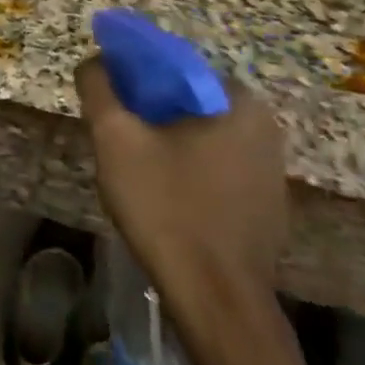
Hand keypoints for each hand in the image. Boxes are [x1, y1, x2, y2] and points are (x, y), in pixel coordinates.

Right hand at [73, 57, 286, 315]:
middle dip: (147, 111)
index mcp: (238, 102)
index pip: (174, 66)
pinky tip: (162, 195)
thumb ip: (100, 89)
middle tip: (114, 136)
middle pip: (187, 100)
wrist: (217, 302)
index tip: (106, 99)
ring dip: (165, 141)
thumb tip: (95, 61)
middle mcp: (264, 127)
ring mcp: (270, 169)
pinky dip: (185, 168)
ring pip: (200, 135)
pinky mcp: (265, 204)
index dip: (132, 74)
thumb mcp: (117, 140)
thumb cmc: (168, 209)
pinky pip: (215, 167)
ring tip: (131, 167)